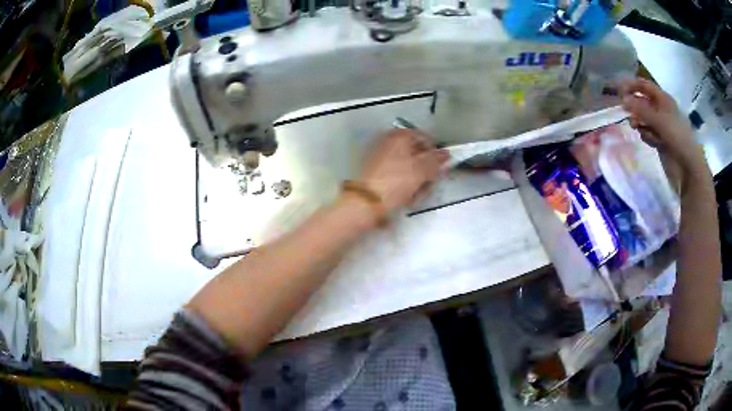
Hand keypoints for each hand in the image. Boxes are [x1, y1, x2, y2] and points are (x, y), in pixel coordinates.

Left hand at [358, 129, 448, 212]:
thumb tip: (446, 153)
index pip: (426, 139)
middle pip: (417, 154)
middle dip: (426, 172)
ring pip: (409, 168)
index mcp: (400, 135)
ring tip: (415, 196)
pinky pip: (397, 176)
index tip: (440, 170)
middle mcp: (389, 141)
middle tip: (428, 186)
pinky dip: (404, 186)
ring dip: (417, 182)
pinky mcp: (375, 172)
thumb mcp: (422, 170)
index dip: (436, 155)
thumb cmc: (396, 182)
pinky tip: (405, 198)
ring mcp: (381, 156)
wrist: (365, 202)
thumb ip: (436, 160)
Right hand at [620, 78, 706, 174]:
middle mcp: (661, 110)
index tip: (620, 92)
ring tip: (638, 129)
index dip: (632, 86)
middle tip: (628, 115)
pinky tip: (651, 142)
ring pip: (644, 119)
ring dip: (640, 123)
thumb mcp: (659, 120)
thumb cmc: (677, 137)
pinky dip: (647, 136)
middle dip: (635, 108)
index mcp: (663, 99)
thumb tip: (623, 100)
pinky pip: (648, 133)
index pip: (644, 86)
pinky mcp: (660, 140)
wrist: (689, 166)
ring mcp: (661, 126)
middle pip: (643, 102)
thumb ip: (641, 110)